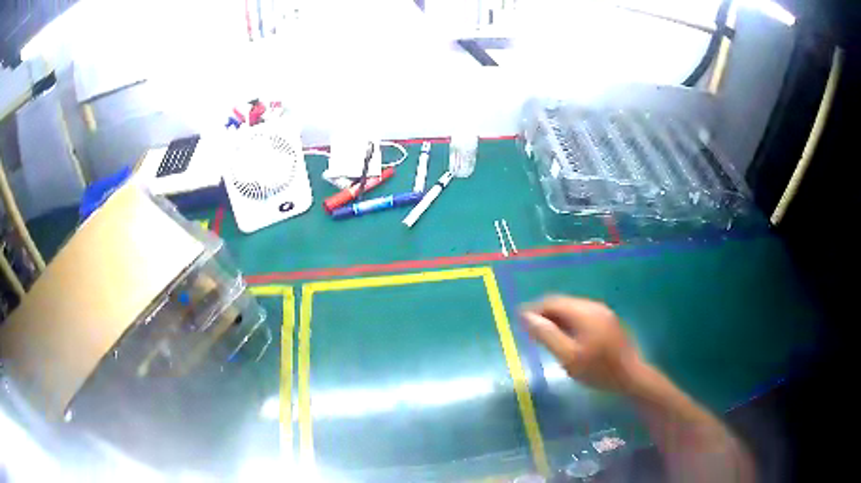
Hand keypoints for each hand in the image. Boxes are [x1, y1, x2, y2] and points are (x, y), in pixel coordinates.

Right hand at [520, 295, 646, 394]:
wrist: (630, 376)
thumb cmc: (598, 370)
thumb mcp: (568, 356)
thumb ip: (546, 335)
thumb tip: (525, 317)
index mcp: (584, 312)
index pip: (552, 302)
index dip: (533, 309)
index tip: (518, 322)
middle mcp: (593, 306)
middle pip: (562, 303)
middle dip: (544, 314)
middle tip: (530, 331)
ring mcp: (602, 313)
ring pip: (572, 309)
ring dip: (556, 319)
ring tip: (544, 336)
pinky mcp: (607, 321)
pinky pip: (581, 315)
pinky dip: (568, 322)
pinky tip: (565, 338)